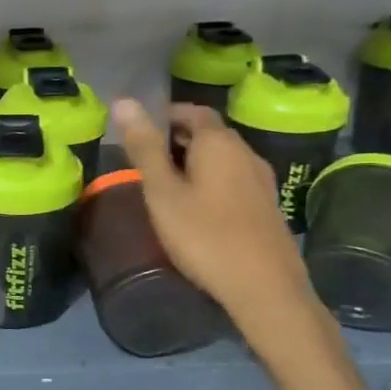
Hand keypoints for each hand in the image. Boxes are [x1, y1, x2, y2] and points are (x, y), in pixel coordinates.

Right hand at [112, 98, 315, 324]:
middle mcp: (246, 153)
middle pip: (209, 134)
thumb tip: (123, 100)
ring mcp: (262, 181)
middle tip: (145, 163)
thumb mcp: (163, 192)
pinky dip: (211, 183)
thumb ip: (144, 148)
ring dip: (194, 164)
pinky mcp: (267, 207)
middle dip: (177, 140)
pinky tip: (196, 210)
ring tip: (166, 187)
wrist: (265, 289)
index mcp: (219, 143)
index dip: (165, 116)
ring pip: (222, 159)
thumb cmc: (205, 236)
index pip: (192, 111)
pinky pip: (233, 181)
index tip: (139, 134)